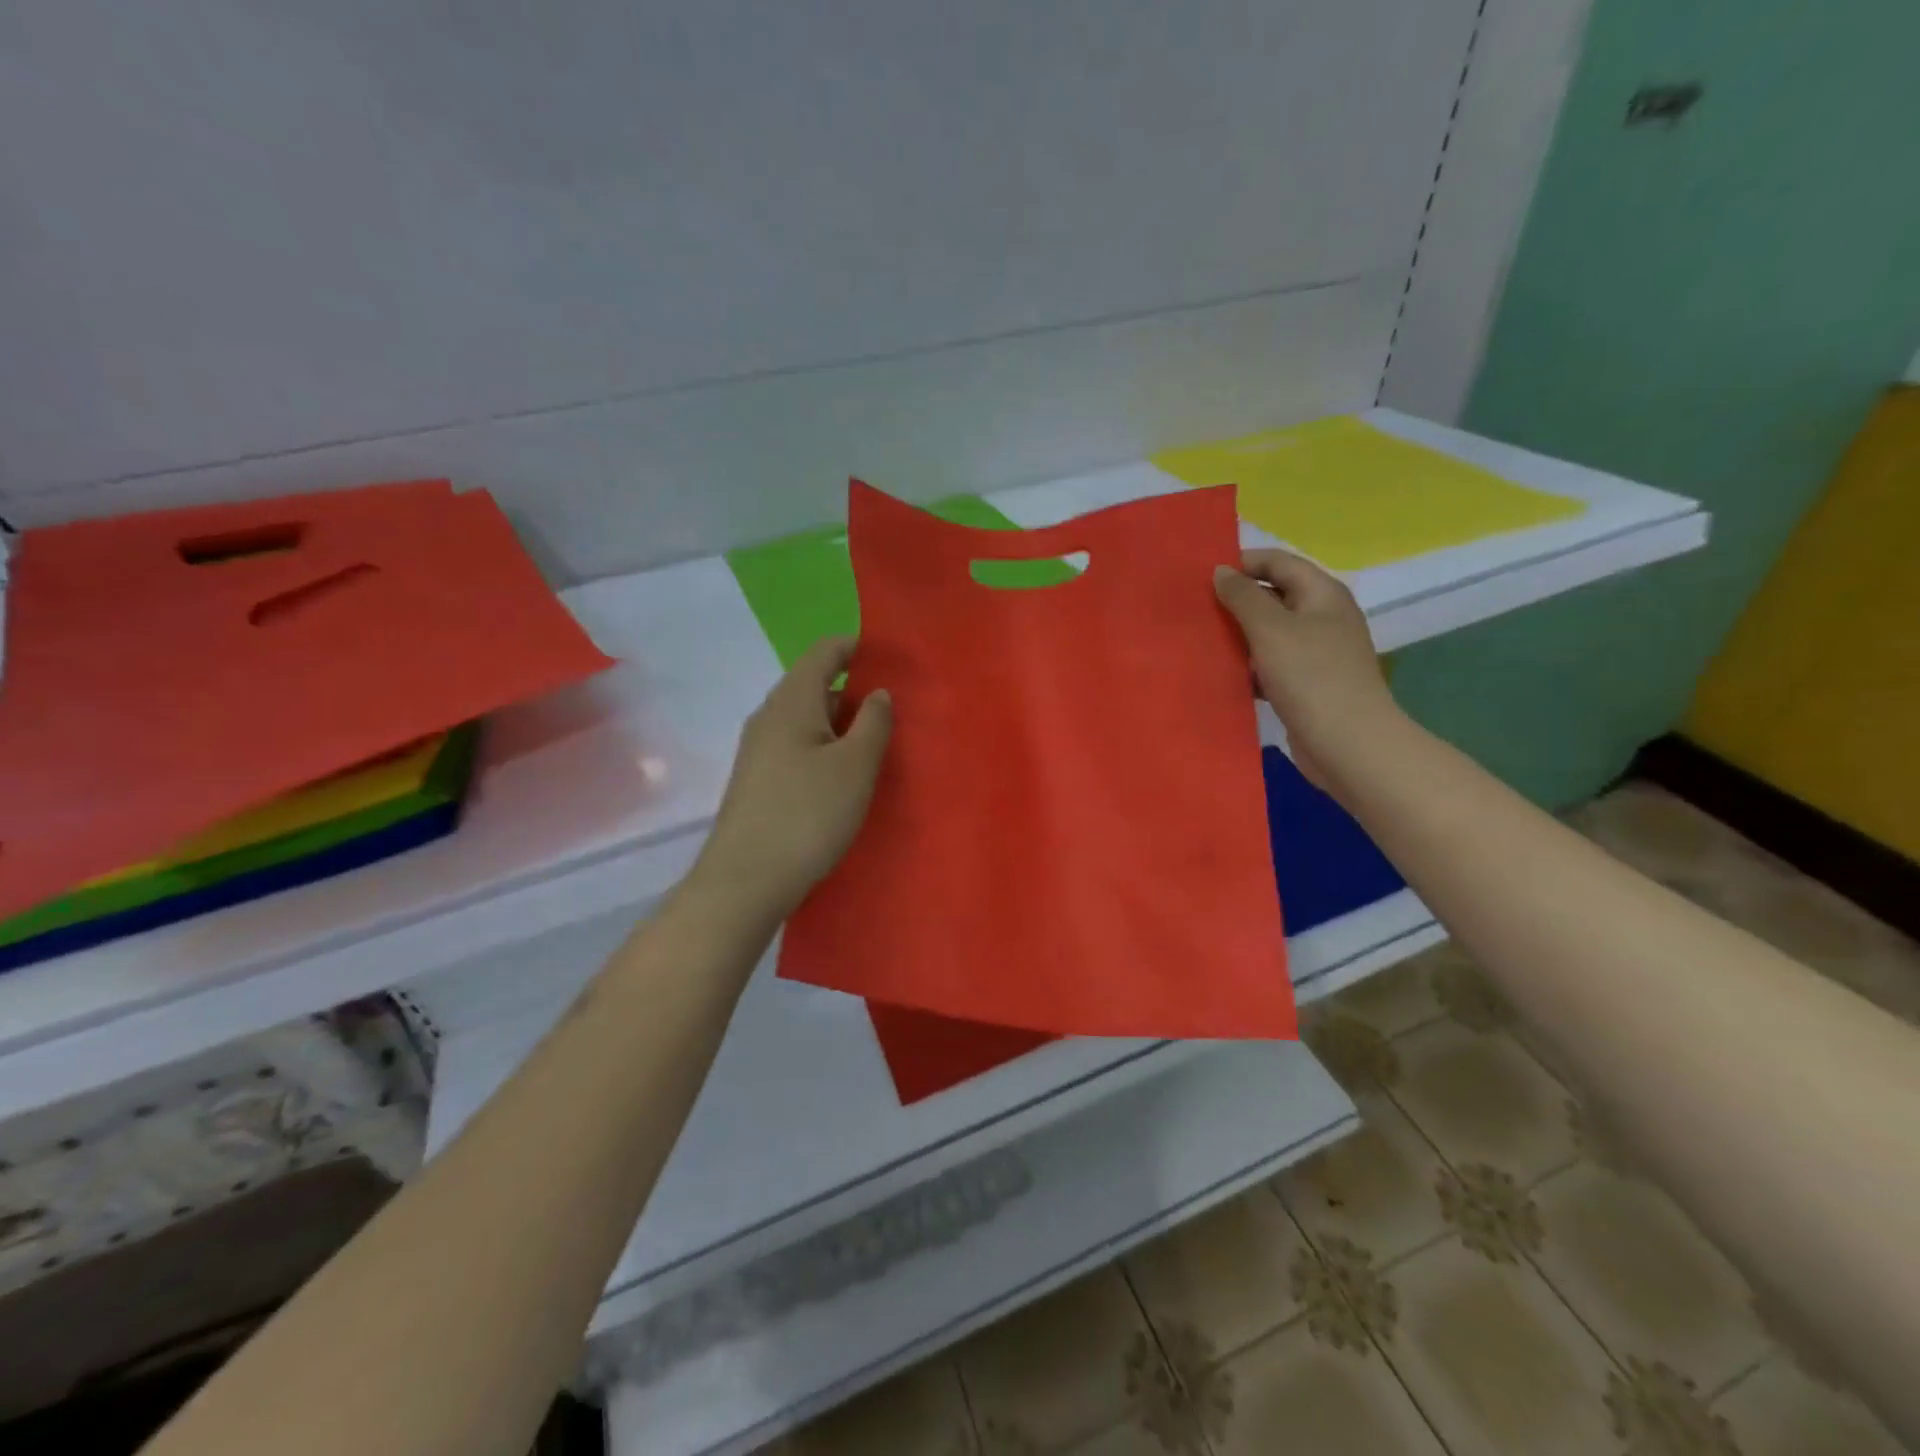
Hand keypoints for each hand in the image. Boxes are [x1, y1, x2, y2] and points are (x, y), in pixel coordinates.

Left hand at [691, 636, 893, 920]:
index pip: (824, 652)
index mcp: (792, 701)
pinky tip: (846, 775)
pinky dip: (826, 748)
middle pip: (815, 684)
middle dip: (855, 690)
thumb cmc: (807, 814)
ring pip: (807, 719)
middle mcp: (769, 717)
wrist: (746, 880)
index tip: (892, 660)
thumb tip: (878, 692)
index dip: (857, 648)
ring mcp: (759, 750)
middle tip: (896, 708)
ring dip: (842, 723)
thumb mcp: (855, 766)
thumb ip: (873, 722)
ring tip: (879, 742)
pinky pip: (798, 747)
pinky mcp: (759, 781)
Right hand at [1213, 550, 1402, 791]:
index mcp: (1322, 594)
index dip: (1242, 562)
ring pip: (1269, 633)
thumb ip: (1243, 597)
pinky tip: (1222, 674)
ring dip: (1238, 635)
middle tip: (1195, 609)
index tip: (1201, 576)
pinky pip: (1270, 664)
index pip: (1278, 562)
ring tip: (1200, 639)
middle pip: (1274, 595)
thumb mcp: (1271, 629)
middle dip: (1235, 600)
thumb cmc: (1310, 677)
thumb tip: (1221, 572)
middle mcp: (1322, 617)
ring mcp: (1316, 652)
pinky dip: (1248, 665)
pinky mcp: (1306, 684)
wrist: (1348, 743)